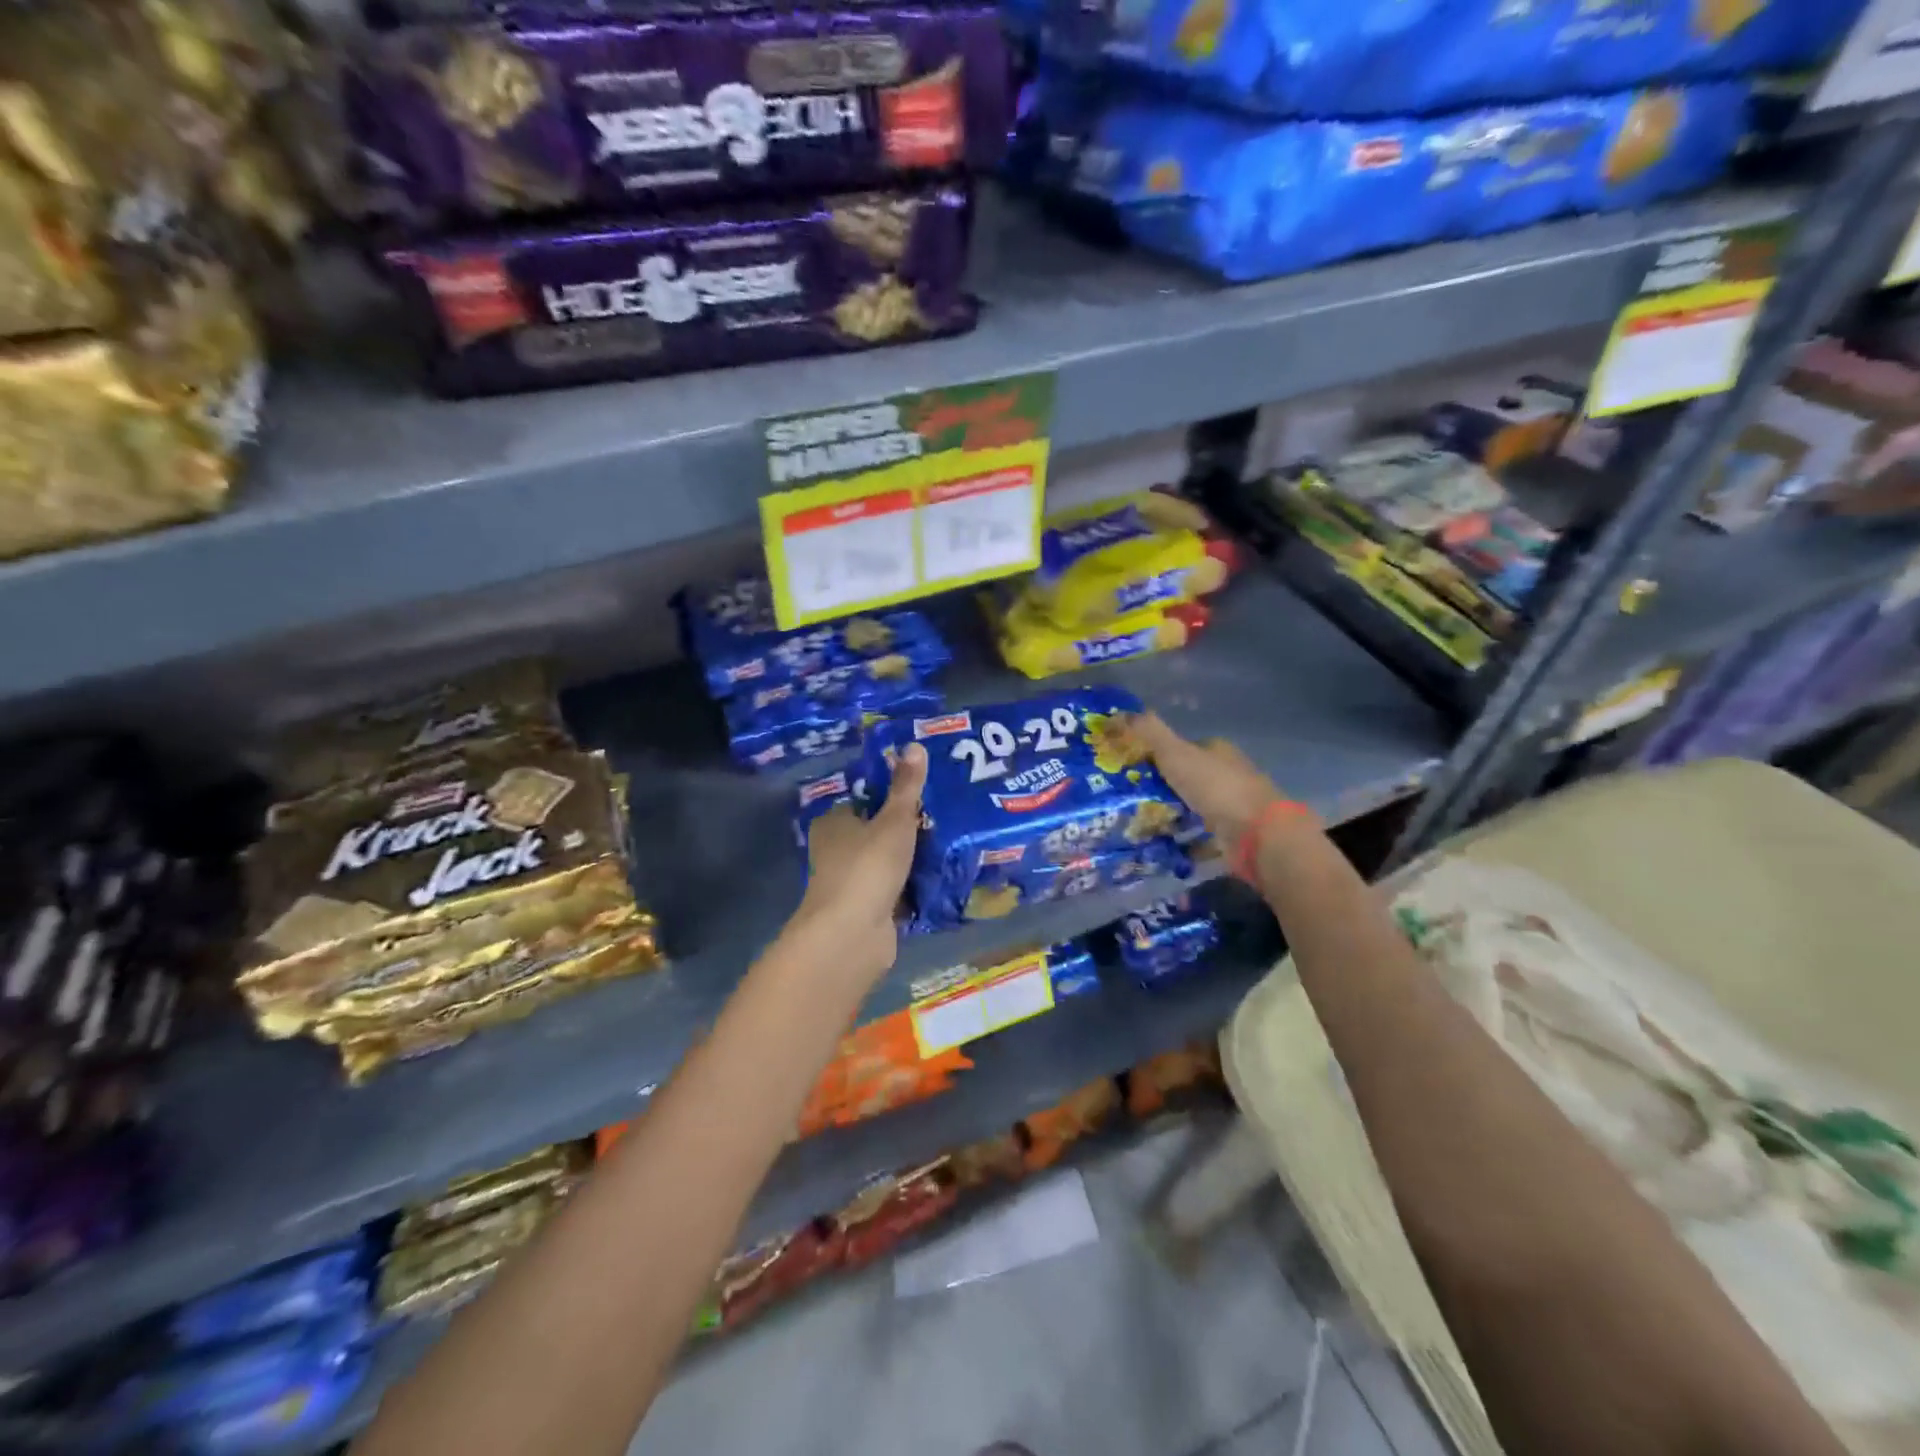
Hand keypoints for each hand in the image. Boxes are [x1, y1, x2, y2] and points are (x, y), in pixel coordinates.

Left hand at [794, 743, 927, 978]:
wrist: (852, 935)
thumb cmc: (868, 867)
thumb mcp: (893, 821)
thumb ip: (906, 787)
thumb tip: (915, 745)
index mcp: (834, 823)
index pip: (863, 800)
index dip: (890, 795)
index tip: (924, 790)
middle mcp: (837, 851)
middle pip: (877, 832)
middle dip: (907, 829)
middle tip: (945, 815)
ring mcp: (852, 883)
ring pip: (888, 863)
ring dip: (912, 860)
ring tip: (951, 842)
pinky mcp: (868, 911)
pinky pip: (897, 891)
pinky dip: (914, 888)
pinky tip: (943, 878)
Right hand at [1124, 712, 1284, 853]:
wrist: (1258, 834)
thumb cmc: (1216, 787)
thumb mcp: (1176, 753)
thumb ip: (1149, 732)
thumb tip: (1119, 712)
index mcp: (1217, 751)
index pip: (1183, 748)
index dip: (1157, 755)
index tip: (1130, 768)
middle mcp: (1228, 775)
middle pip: (1187, 779)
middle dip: (1161, 788)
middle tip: (1127, 800)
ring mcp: (1233, 808)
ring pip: (1193, 809)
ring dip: (1171, 816)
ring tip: (1137, 825)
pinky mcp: (1233, 837)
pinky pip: (1201, 838)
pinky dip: (1184, 843)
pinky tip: (1162, 848)